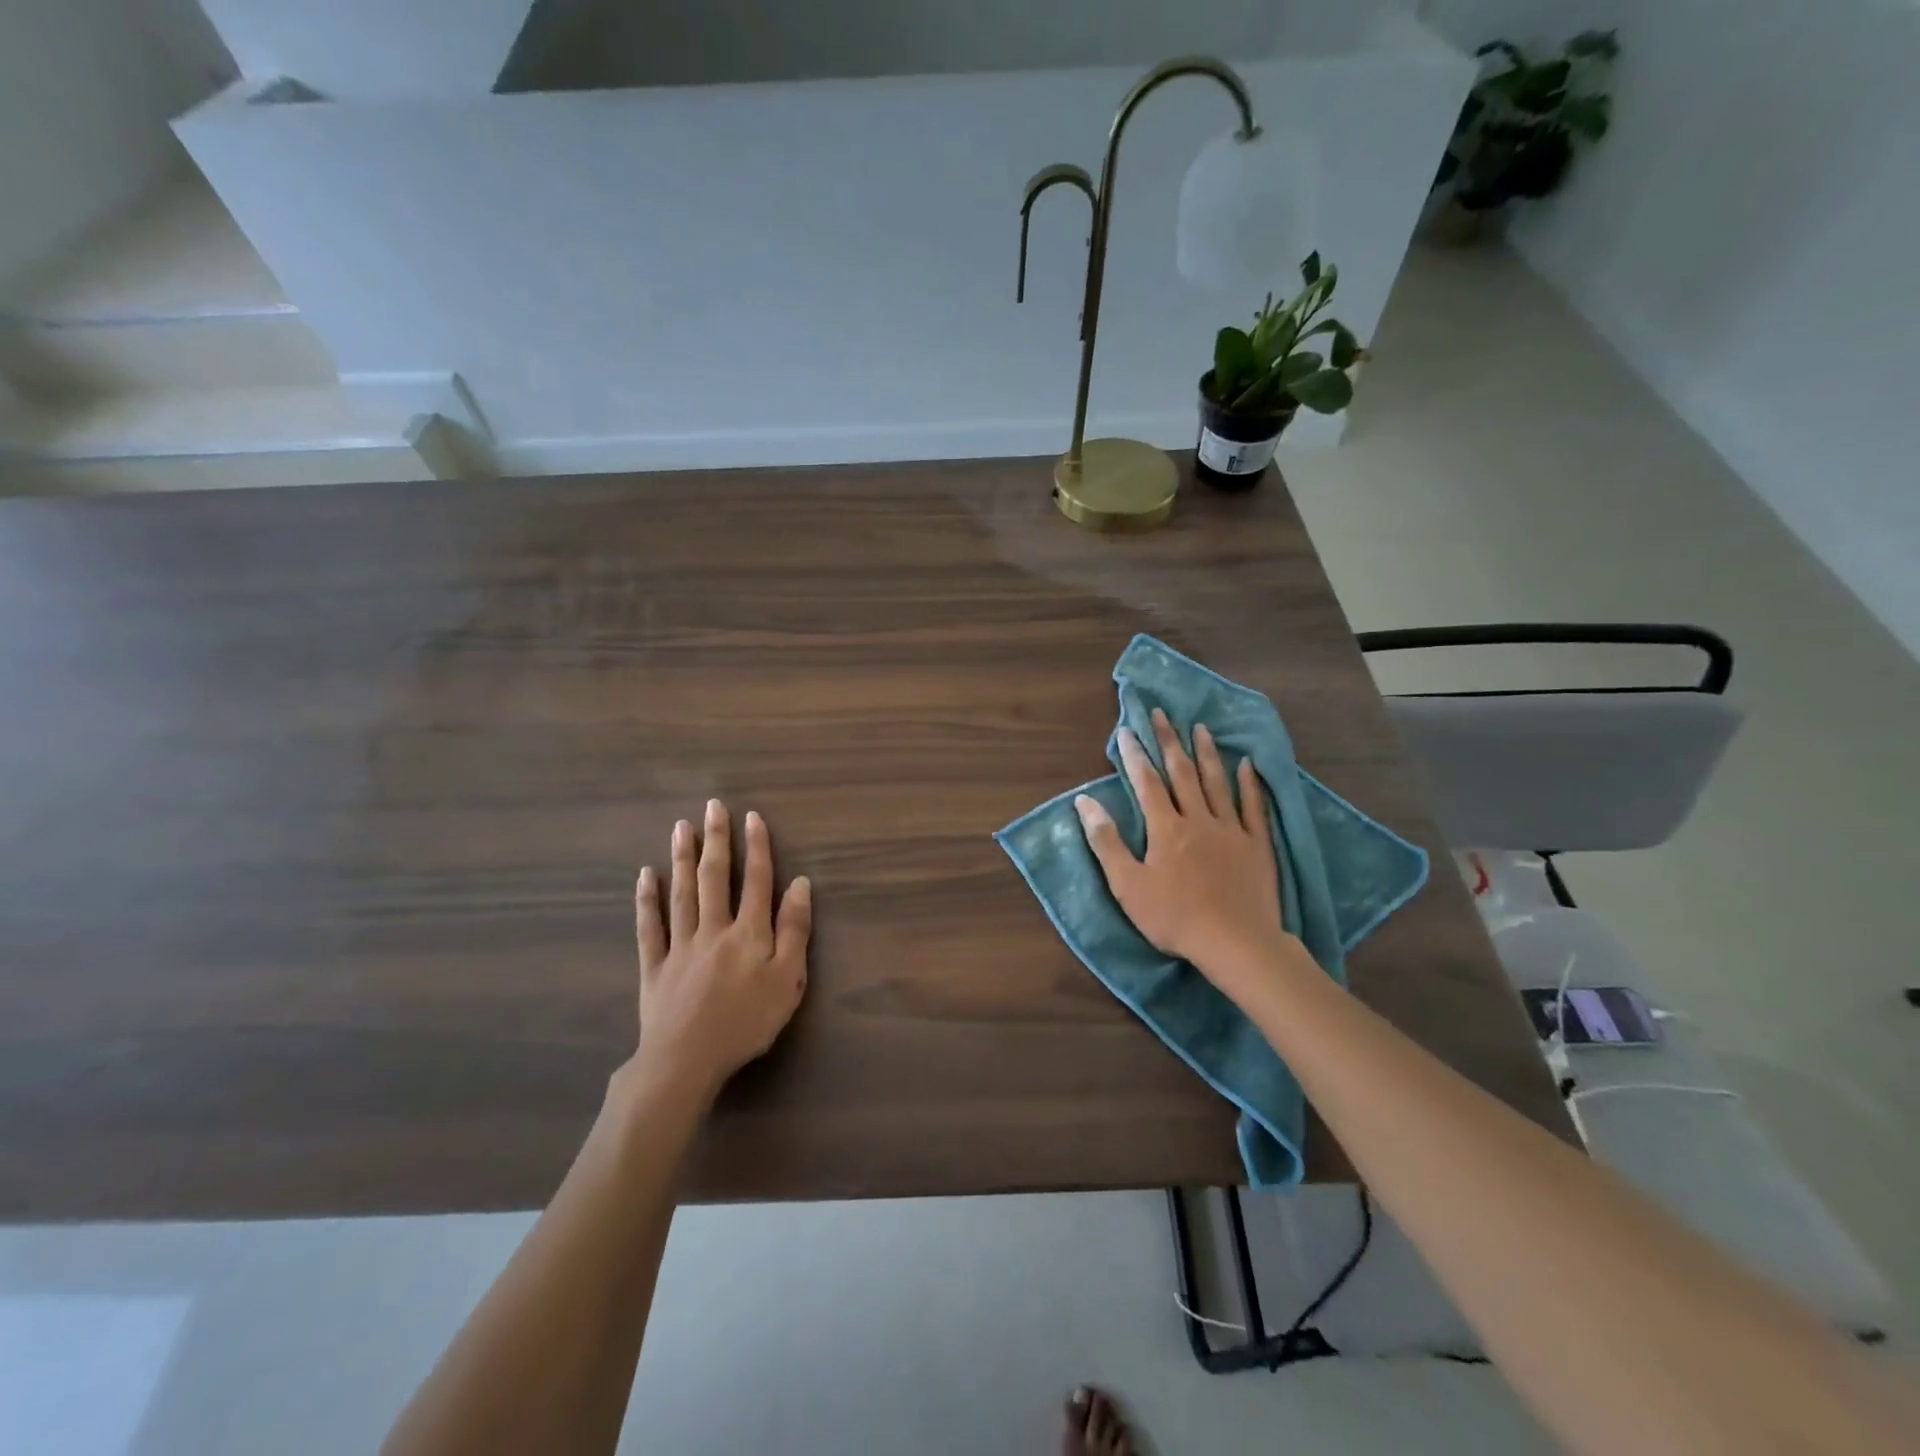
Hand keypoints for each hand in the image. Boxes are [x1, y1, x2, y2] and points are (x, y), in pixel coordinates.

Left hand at [627, 798, 811, 1104]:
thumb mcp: (788, 980)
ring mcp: (680, 945)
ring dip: (683, 857)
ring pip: (682, 893)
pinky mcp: (655, 966)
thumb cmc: (746, 1022)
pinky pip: (650, 927)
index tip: (752, 817)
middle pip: (716, 877)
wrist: (686, 1060)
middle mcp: (714, 928)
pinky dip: (647, 899)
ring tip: (681, 827)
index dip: (757, 847)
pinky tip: (646, 875)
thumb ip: (794, 930)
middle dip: (716, 840)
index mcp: (749, 932)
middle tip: (712, 806)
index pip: (757, 880)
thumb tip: (800, 884)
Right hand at [1075, 709, 1292, 996]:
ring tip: (1201, 728)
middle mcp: (1198, 819)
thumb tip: (1085, 802)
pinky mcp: (1257, 845)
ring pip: (1217, 783)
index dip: (1136, 755)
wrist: (1235, 942)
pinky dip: (1249, 784)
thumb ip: (1106, 841)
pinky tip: (1247, 765)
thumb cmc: (1174, 917)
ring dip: (1207, 753)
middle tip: (1163, 713)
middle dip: (1169, 741)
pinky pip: (1253, 807)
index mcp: (1166, 828)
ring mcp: (1231, 830)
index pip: (1147, 783)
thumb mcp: (1127, 885)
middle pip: (1182, 773)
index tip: (1127, 730)